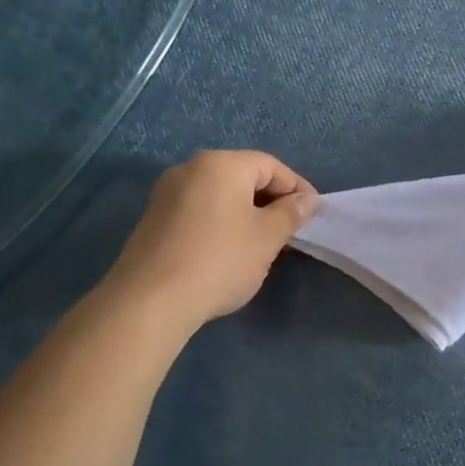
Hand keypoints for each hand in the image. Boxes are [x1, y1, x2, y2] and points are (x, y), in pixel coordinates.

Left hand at [107, 151, 318, 328]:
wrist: (150, 301)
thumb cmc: (219, 260)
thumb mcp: (267, 238)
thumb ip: (291, 213)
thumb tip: (308, 200)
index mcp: (221, 164)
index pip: (271, 166)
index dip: (297, 188)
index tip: (313, 215)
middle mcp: (191, 169)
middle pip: (243, 177)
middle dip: (271, 202)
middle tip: (290, 232)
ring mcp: (167, 194)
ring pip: (220, 196)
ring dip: (246, 215)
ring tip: (262, 245)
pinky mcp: (154, 220)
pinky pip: (199, 211)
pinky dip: (221, 224)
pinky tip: (229, 253)